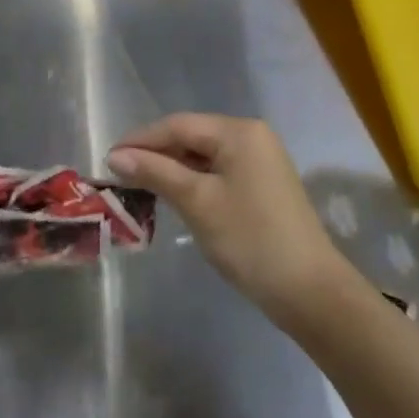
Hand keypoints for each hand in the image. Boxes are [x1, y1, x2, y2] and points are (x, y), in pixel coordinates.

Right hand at [107, 114, 350, 321]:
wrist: (310, 292)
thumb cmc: (249, 239)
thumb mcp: (197, 202)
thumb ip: (155, 172)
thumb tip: (116, 156)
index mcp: (238, 132)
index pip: (178, 125)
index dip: (140, 140)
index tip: (108, 159)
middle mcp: (252, 136)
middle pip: (191, 137)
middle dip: (155, 154)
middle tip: (119, 175)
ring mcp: (261, 161)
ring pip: (203, 156)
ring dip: (172, 169)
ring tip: (139, 186)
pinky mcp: (263, 185)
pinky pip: (218, 172)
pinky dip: (193, 181)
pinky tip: (173, 196)